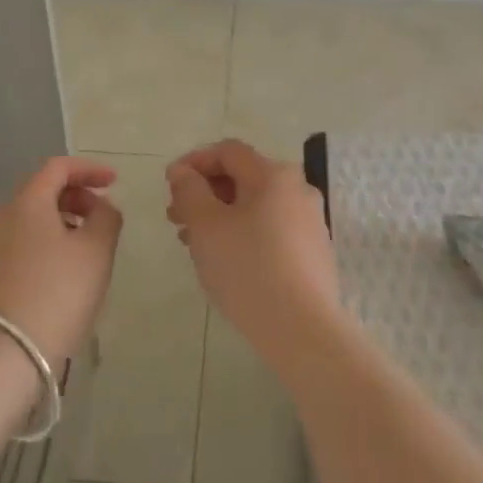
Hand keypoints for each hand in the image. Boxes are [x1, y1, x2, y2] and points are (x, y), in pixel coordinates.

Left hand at [0, 158, 122, 377]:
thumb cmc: (55, 298)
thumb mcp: (96, 254)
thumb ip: (106, 218)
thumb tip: (100, 205)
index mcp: (25, 202)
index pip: (58, 168)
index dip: (88, 170)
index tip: (112, 182)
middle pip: (38, 195)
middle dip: (72, 201)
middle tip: (96, 223)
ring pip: (20, 225)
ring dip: (50, 229)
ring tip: (73, 257)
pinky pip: (5, 251)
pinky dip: (29, 253)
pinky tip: (43, 281)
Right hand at [165, 139, 339, 362]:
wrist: (302, 330)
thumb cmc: (247, 268)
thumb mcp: (206, 225)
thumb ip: (189, 190)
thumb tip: (183, 171)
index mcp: (273, 174)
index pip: (228, 151)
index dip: (194, 161)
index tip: (169, 185)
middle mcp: (298, 189)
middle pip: (243, 177)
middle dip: (205, 192)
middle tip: (176, 217)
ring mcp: (310, 222)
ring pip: (255, 206)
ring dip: (220, 215)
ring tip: (193, 243)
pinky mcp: (314, 252)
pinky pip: (270, 229)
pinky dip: (243, 233)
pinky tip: (225, 260)